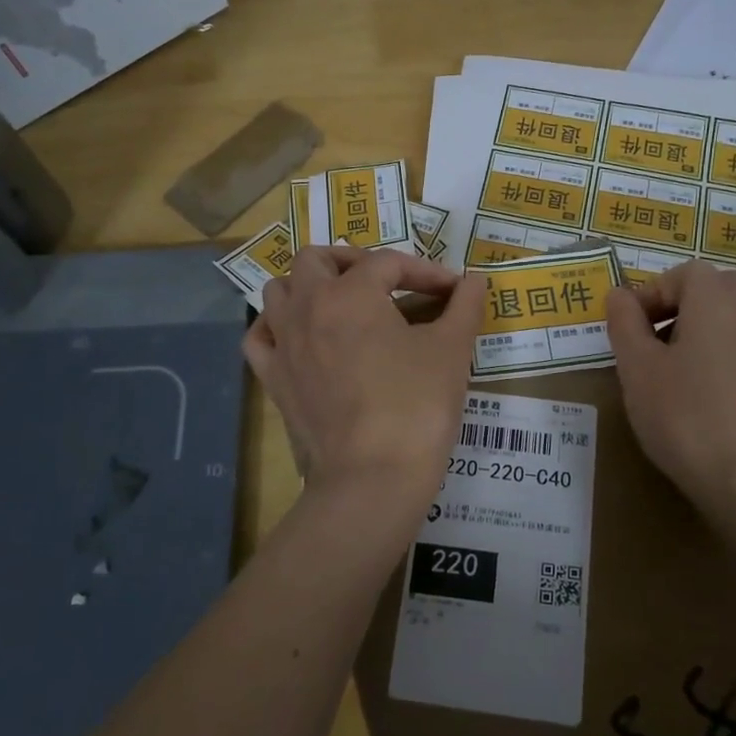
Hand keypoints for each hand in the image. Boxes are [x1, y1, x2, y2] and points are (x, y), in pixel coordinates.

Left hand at [244, 244, 485, 521]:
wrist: (373, 476)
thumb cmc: (417, 406)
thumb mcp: (452, 350)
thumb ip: (464, 307)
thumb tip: (476, 281)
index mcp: (351, 294)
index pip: (388, 263)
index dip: (425, 270)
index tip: (452, 290)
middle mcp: (307, 307)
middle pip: (316, 259)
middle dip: (352, 261)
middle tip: (384, 282)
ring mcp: (283, 344)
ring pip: (279, 291)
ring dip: (308, 287)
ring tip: (341, 304)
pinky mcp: (272, 379)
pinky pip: (260, 337)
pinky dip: (276, 327)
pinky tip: (300, 337)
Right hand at [605, 260, 735, 522]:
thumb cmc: (681, 411)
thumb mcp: (637, 365)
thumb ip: (625, 323)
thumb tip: (619, 294)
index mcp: (713, 302)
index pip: (684, 273)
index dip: (651, 292)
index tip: (628, 325)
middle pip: (712, 288)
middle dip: (677, 304)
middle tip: (649, 335)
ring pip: (724, 318)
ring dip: (692, 329)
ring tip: (662, 366)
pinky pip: (733, 347)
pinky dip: (709, 353)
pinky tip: (687, 392)